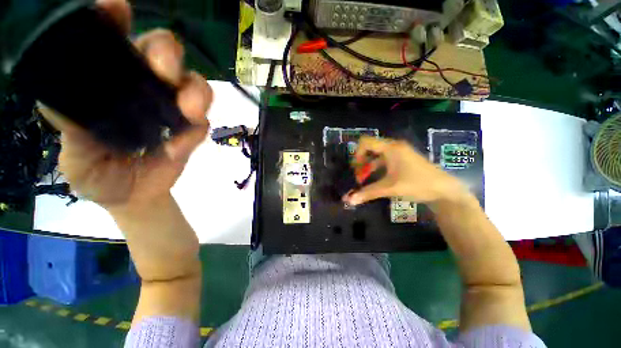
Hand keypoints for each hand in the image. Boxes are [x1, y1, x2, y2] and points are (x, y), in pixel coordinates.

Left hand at [38, 0, 211, 209]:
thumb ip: (70, 129)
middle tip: (164, 71)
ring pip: (194, 85)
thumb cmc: (96, 174)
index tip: (116, 7)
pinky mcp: (191, 132)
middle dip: (167, 54)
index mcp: (106, 83)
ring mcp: (172, 109)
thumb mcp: (73, 155)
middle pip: (163, 53)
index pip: (112, 42)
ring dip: (196, 93)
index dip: (113, 20)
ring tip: (188, 111)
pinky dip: (195, 131)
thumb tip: (62, 102)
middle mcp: (143, 87)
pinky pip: (201, 124)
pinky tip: (179, 147)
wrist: (131, 197)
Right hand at [343, 136, 467, 205]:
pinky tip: (375, 180)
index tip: (356, 169)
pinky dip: (376, 169)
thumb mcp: (390, 188)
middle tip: (359, 176)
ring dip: (368, 166)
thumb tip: (348, 200)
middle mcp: (394, 146)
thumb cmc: (417, 184)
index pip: (365, 142)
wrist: (445, 190)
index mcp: (391, 148)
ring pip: (377, 156)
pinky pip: (384, 160)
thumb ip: (367, 193)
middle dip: (361, 162)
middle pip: (370, 148)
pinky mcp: (403, 160)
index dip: (357, 154)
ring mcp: (399, 153)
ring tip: (364, 180)